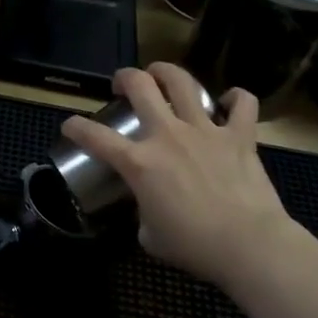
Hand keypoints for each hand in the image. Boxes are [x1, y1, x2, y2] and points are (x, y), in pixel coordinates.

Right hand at [59, 63, 298, 286]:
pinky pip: (242, 104)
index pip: (95, 136)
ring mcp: (205, 130)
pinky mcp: (240, 136)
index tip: (69, 125)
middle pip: (139, 86)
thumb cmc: (193, 245)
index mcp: (139, 163)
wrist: (248, 244)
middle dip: (125, 78)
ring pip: (183, 82)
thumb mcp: (150, 235)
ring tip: (161, 73)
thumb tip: (149, 208)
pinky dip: (236, 98)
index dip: (75, 127)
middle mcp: (167, 135)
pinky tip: (230, 102)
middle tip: (122, 84)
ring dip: (168, 72)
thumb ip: (142, 212)